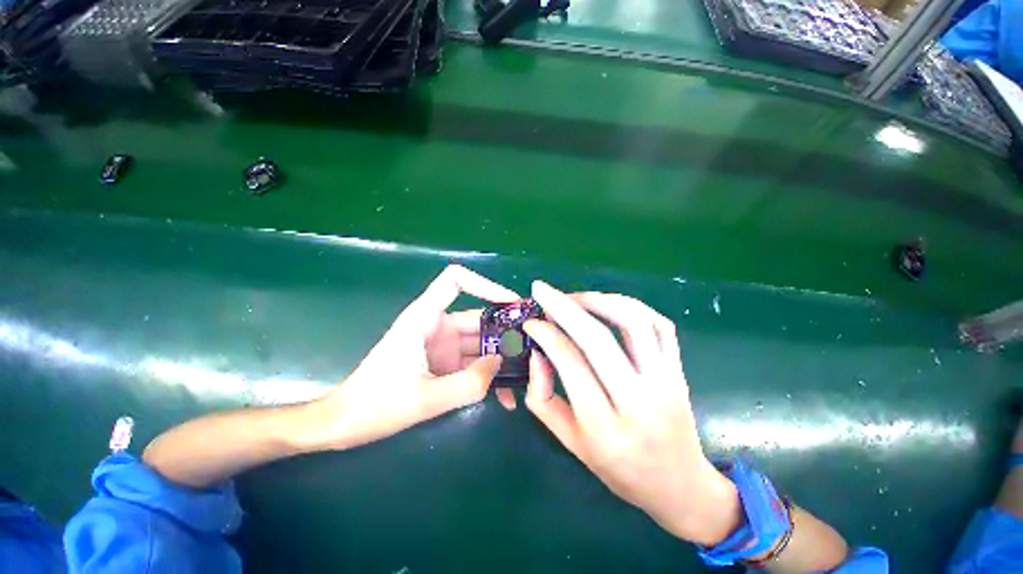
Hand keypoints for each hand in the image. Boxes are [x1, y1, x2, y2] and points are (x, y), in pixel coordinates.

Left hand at [310, 265, 518, 449]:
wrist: (345, 425)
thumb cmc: (375, 404)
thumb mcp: (425, 398)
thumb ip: (468, 383)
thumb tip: (500, 364)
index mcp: (425, 318)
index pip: (455, 280)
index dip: (484, 283)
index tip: (511, 302)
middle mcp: (437, 326)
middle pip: (478, 317)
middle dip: (506, 331)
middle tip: (534, 347)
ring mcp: (442, 346)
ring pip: (479, 343)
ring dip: (500, 358)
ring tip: (526, 375)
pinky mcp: (444, 364)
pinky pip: (472, 364)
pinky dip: (487, 375)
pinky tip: (504, 396)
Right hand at [506, 281, 742, 546]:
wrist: (680, 486)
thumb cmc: (619, 470)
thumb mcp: (571, 443)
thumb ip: (543, 398)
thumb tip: (536, 352)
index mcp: (605, 429)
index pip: (570, 364)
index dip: (546, 335)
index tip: (531, 322)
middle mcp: (639, 402)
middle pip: (598, 338)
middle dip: (564, 307)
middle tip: (543, 290)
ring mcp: (666, 382)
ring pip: (633, 322)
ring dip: (598, 300)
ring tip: (575, 298)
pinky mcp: (679, 370)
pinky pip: (659, 324)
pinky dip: (632, 306)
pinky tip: (609, 305)